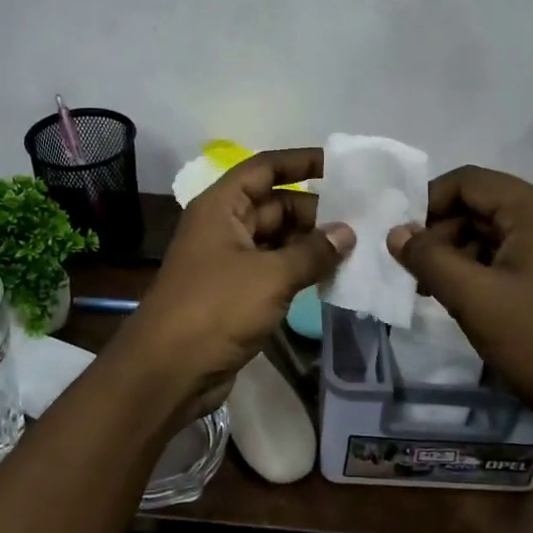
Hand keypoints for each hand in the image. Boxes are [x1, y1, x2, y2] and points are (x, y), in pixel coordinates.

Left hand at [114, 148, 353, 412]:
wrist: (169, 370)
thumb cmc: (216, 308)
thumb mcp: (270, 275)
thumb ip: (312, 252)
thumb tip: (347, 232)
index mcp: (222, 207)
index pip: (264, 169)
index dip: (300, 162)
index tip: (340, 165)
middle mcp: (224, 227)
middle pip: (274, 205)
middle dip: (315, 210)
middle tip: (363, 218)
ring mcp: (230, 262)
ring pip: (277, 240)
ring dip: (311, 244)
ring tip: (358, 247)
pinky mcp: (237, 294)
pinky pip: (274, 270)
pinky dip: (300, 270)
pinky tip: (334, 276)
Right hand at [386, 166, 532, 432]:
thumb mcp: (474, 299)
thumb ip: (429, 259)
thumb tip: (395, 232)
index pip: (467, 181)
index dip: (427, 202)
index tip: (400, 239)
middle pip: (480, 204)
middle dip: (440, 233)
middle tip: (412, 272)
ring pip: (494, 233)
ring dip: (458, 254)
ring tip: (431, 291)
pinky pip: (512, 255)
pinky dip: (482, 269)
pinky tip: (464, 300)